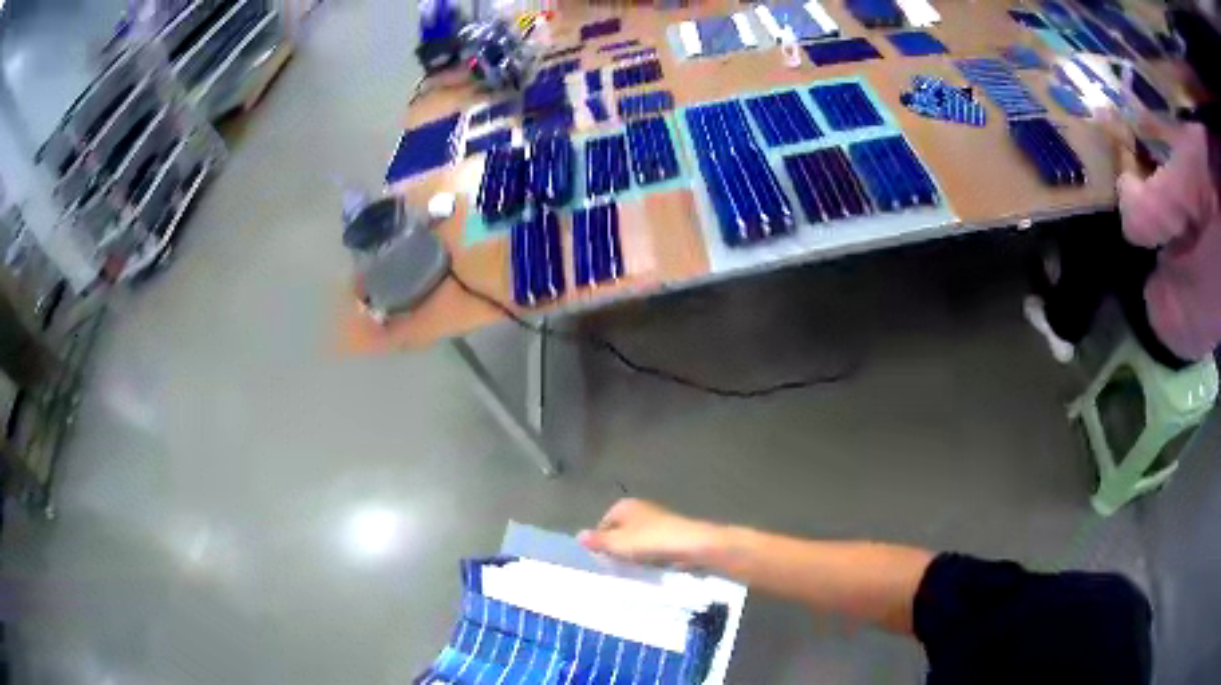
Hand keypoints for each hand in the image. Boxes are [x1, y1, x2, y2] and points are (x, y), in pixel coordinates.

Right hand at [578, 499, 723, 567]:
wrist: (691, 544)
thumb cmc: (650, 541)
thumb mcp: (618, 544)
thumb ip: (598, 541)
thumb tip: (578, 536)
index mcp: (624, 506)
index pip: (603, 525)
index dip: (602, 543)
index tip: (605, 559)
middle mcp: (640, 508)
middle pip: (620, 532)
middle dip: (619, 549)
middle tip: (619, 565)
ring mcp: (656, 520)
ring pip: (636, 540)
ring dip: (635, 554)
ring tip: (636, 568)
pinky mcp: (670, 533)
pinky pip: (652, 546)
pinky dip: (650, 555)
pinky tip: (652, 566)